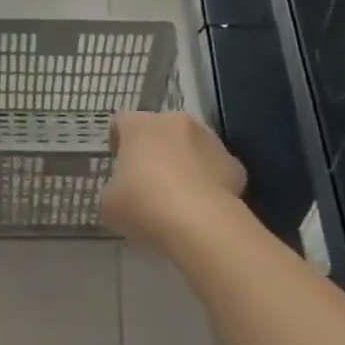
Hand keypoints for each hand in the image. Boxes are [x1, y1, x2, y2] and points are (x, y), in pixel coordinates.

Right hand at [101, 112, 245, 247]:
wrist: (198, 223)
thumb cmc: (143, 206)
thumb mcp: (109, 203)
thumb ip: (114, 189)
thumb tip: (123, 191)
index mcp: (141, 126)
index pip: (123, 121)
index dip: (118, 140)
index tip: (118, 162)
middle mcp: (177, 123)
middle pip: (161, 129)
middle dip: (154, 149)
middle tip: (147, 180)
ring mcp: (211, 141)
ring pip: (192, 146)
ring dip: (183, 162)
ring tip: (177, 196)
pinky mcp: (234, 164)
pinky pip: (214, 168)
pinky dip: (208, 182)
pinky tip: (200, 206)